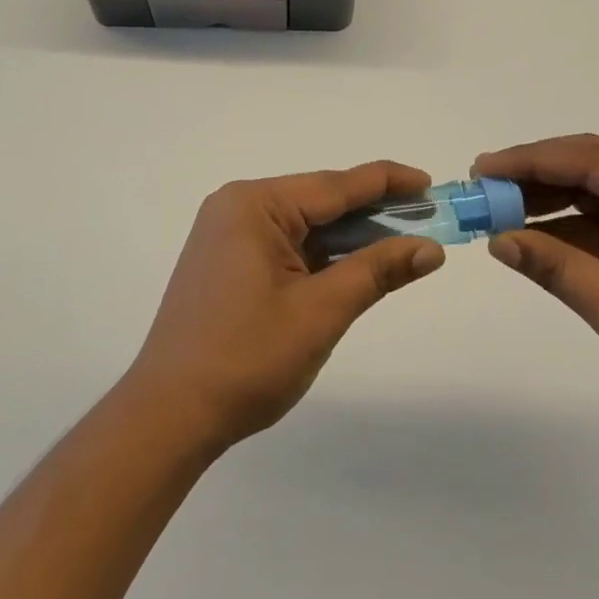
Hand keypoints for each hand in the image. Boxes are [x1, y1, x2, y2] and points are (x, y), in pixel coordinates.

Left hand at [126, 162, 445, 452]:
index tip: (430, 184)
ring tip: (398, 245)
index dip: (387, 182)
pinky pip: (285, 245)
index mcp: (254, 204)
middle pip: (320, 201)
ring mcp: (227, 235)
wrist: (168, 416)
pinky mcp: (225, 262)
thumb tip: (430, 248)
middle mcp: (237, 207)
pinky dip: (321, 255)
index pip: (335, 185)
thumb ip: (376, 271)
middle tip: (425, 222)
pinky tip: (352, 266)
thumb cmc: (246, 359)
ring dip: (348, 238)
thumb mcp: (321, 311)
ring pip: (304, 225)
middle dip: (372, 214)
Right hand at [474, 135, 598, 449]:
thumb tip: (496, 241)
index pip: (592, 160)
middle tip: (481, 183)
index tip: (483, 168)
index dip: (531, 161)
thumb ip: (556, 269)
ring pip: (593, 188)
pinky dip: (565, 225)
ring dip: (546, 197)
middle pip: (591, 164)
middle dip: (534, 173)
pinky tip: (529, 233)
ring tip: (494, 207)